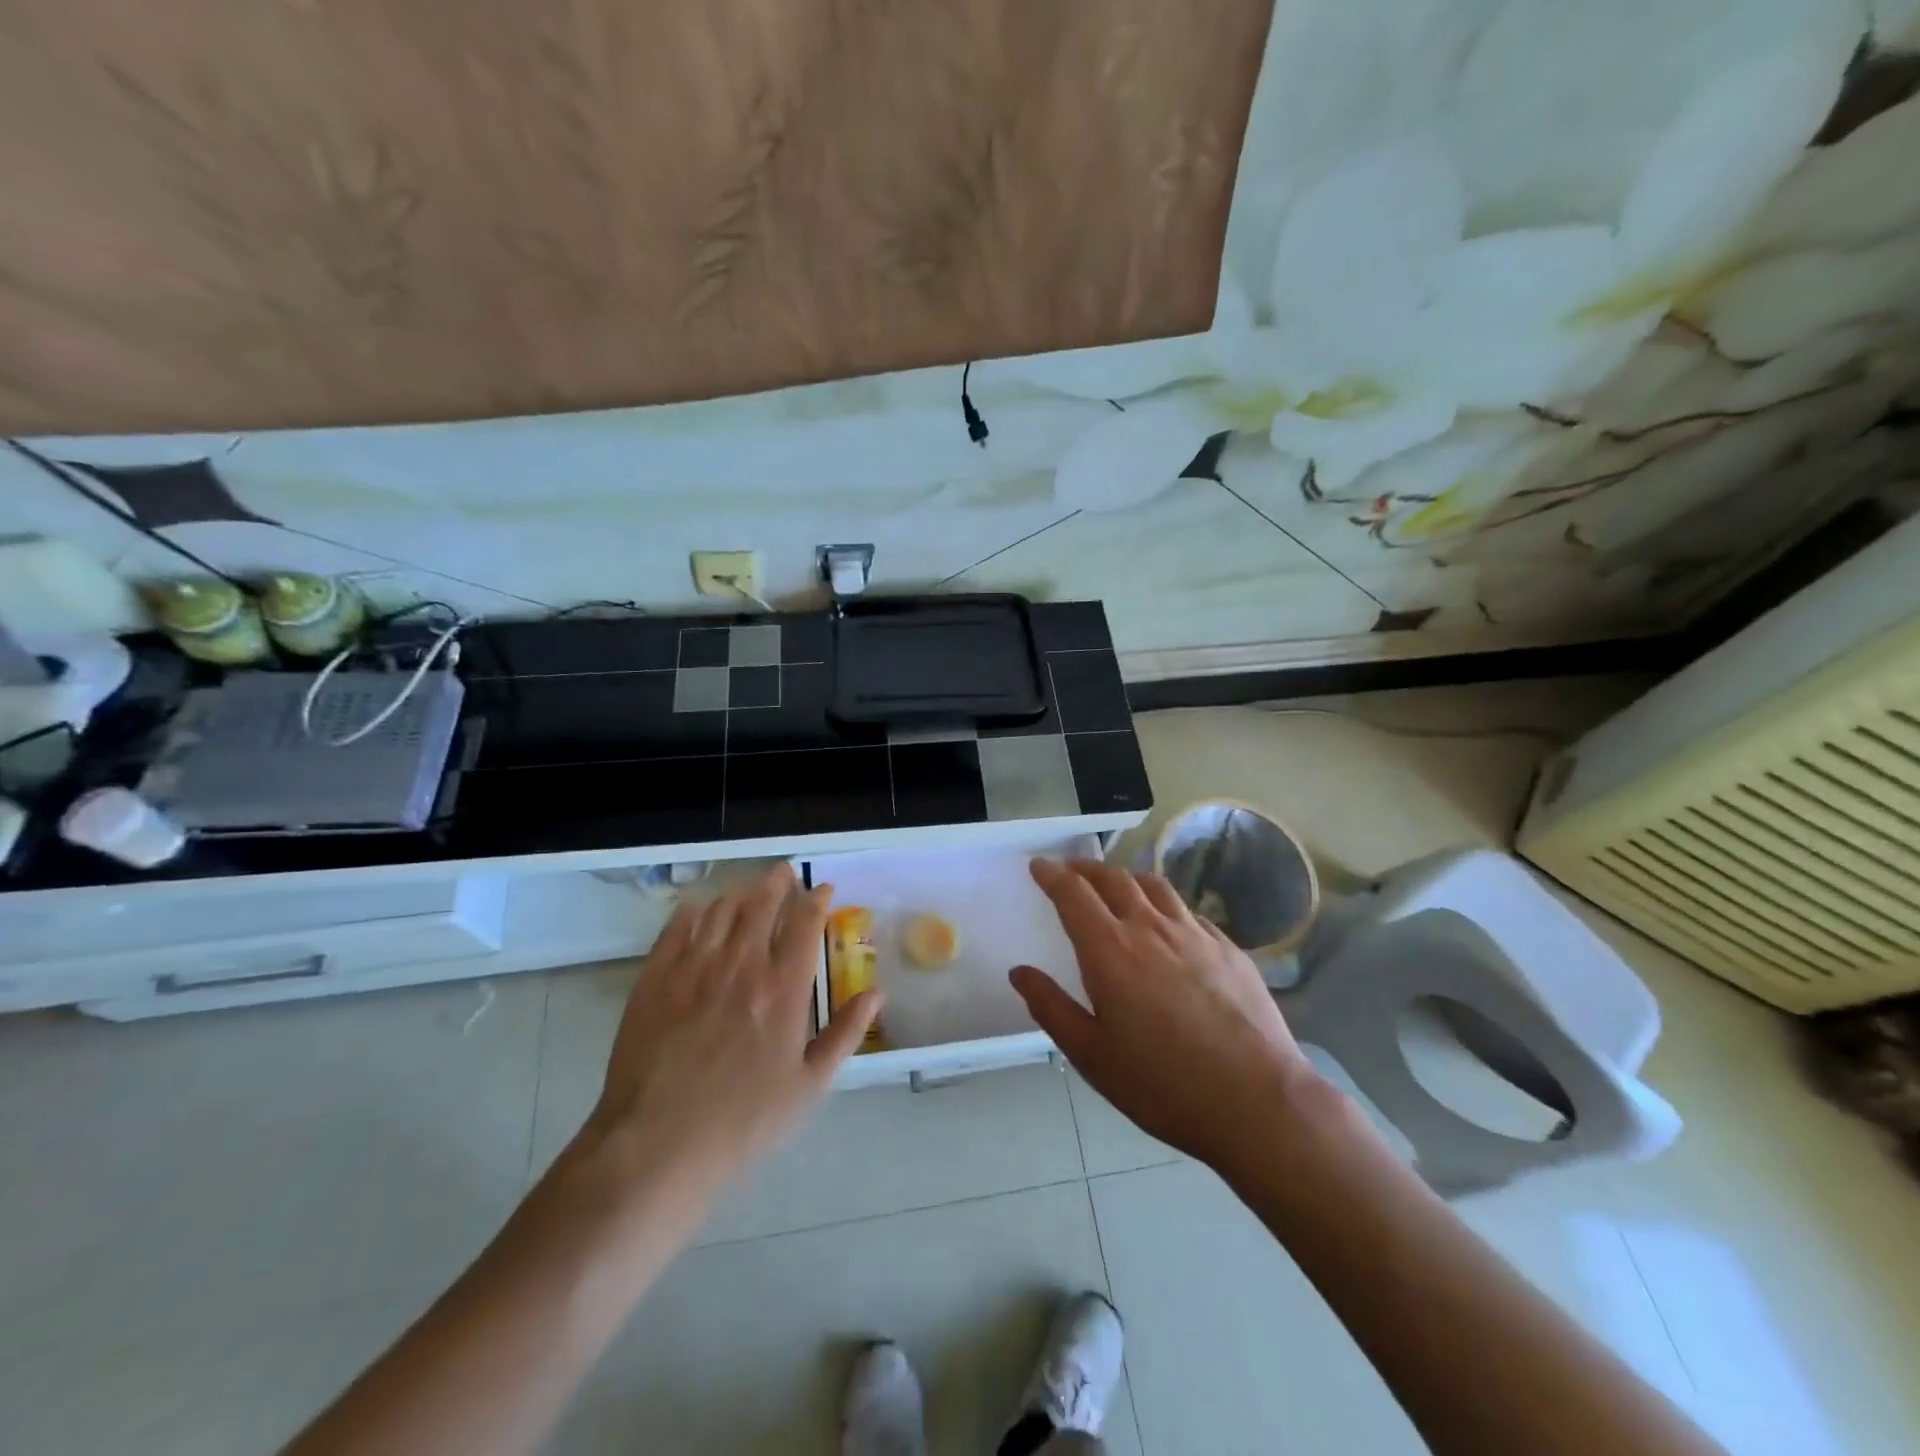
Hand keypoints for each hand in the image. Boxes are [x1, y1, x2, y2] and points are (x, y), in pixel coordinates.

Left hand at [577, 863, 879, 1205]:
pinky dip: (693, 912)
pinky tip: (699, 910)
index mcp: (784, 988)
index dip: (816, 899)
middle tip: (783, 873)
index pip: (805, 923)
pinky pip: (676, 928)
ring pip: (721, 910)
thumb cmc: (743, 1121)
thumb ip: (845, 1033)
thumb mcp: (809, 1085)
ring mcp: (694, 968)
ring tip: (748, 889)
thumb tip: (877, 993)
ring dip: (740, 892)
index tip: (823, 889)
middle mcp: (742, 964)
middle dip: (777, 882)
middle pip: (762, 904)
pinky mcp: (655, 979)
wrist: (657, 1145)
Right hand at [1011, 858, 1321, 1175]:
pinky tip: (1168, 924)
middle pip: (1113, 879)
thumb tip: (1020, 972)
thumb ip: (1051, 1008)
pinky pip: (1188, 911)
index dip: (1052, 875)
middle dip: (1085, 867)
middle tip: (1070, 869)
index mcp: (1110, 951)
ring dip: (1126, 877)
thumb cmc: (1163, 1085)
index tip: (1038, 865)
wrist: (1258, 1101)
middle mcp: (1150, 929)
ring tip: (1116, 885)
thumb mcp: (1092, 1056)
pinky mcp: (1228, 948)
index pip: (1073, 894)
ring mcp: (1195, 934)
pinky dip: (1165, 905)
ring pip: (1154, 885)